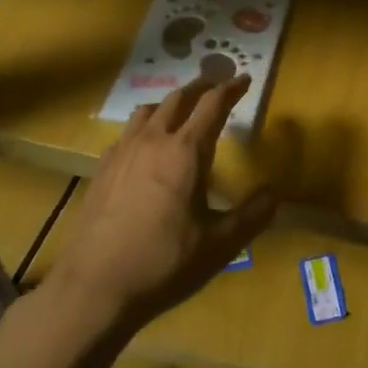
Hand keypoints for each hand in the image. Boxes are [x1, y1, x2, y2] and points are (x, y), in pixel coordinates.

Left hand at [41, 74, 275, 333]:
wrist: (93, 288)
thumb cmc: (163, 263)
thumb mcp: (219, 245)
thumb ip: (252, 216)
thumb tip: (274, 193)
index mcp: (186, 152)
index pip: (212, 105)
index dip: (231, 89)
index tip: (244, 79)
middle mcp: (153, 141)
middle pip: (178, 98)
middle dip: (201, 87)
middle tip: (216, 86)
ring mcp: (122, 153)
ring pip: (148, 110)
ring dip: (170, 103)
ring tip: (181, 112)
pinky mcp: (101, 170)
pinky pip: (127, 133)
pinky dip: (144, 127)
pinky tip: (145, 148)